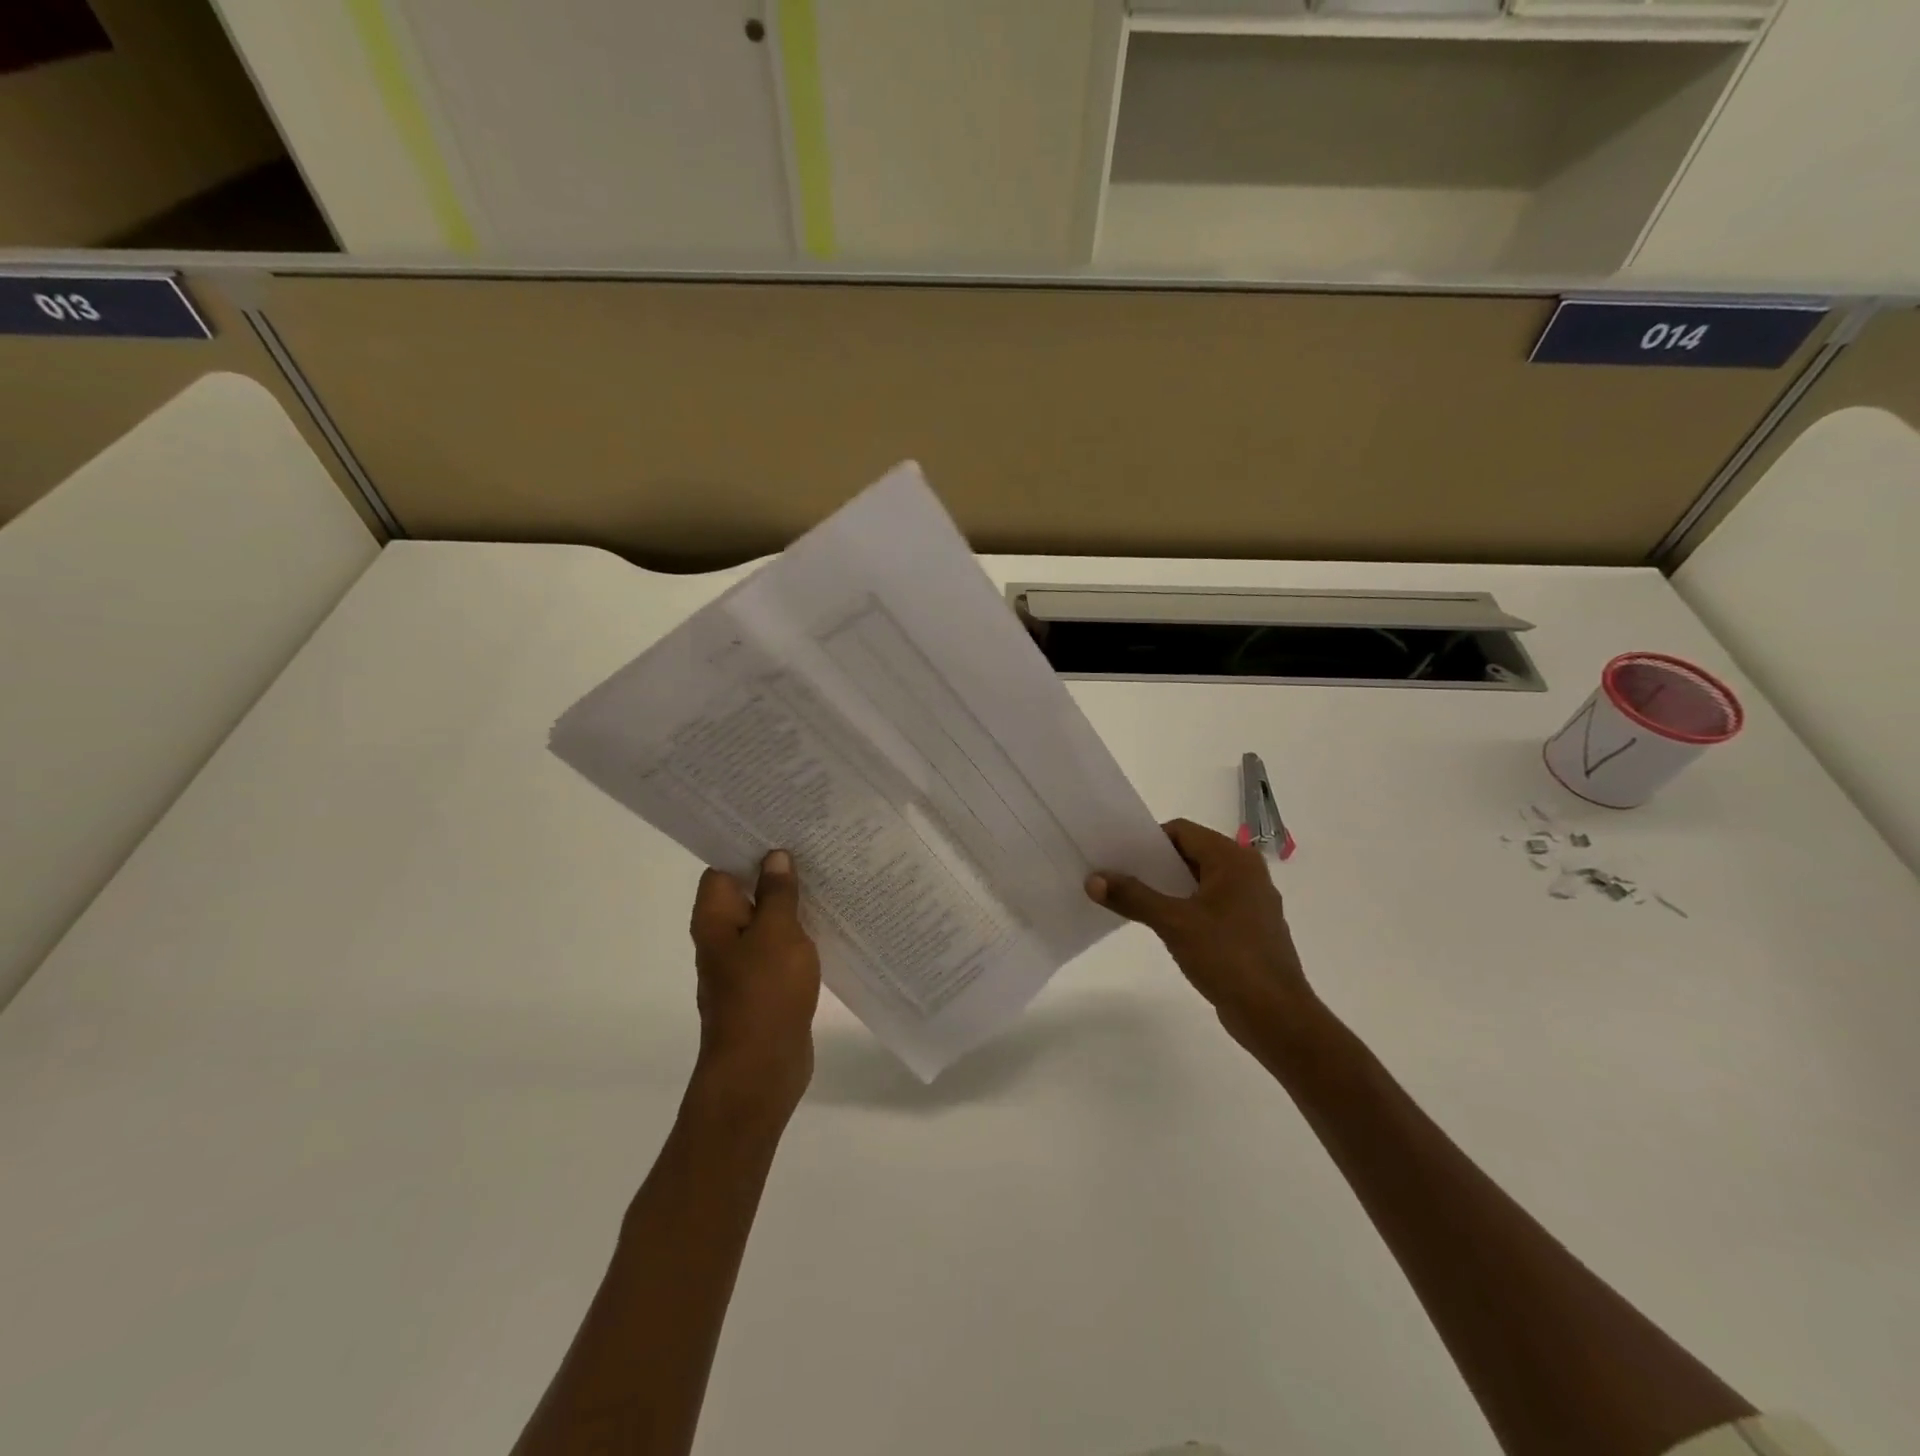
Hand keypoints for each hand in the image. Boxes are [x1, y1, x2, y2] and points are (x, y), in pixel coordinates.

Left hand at [688, 849, 821, 1117]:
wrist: (761, 1068)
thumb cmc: (765, 992)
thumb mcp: (777, 932)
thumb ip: (778, 892)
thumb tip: (774, 856)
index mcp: (715, 918)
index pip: (723, 867)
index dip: (748, 845)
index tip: (780, 825)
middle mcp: (723, 937)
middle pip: (747, 891)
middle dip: (776, 870)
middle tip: (814, 843)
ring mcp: (744, 963)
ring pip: (768, 920)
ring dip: (792, 902)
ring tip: (828, 874)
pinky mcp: (767, 984)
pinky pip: (782, 947)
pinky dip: (800, 932)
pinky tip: (830, 921)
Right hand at [1086, 819, 1320, 1057]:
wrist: (1276, 1015)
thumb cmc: (1228, 957)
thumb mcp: (1173, 923)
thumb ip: (1133, 897)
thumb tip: (1093, 879)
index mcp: (1233, 859)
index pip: (1181, 831)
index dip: (1147, 841)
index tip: (1117, 856)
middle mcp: (1246, 872)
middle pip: (1190, 854)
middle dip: (1153, 865)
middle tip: (1116, 877)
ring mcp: (1250, 901)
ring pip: (1199, 881)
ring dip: (1167, 888)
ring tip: (1131, 901)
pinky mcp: (1249, 928)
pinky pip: (1209, 904)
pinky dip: (1184, 907)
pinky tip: (1161, 926)